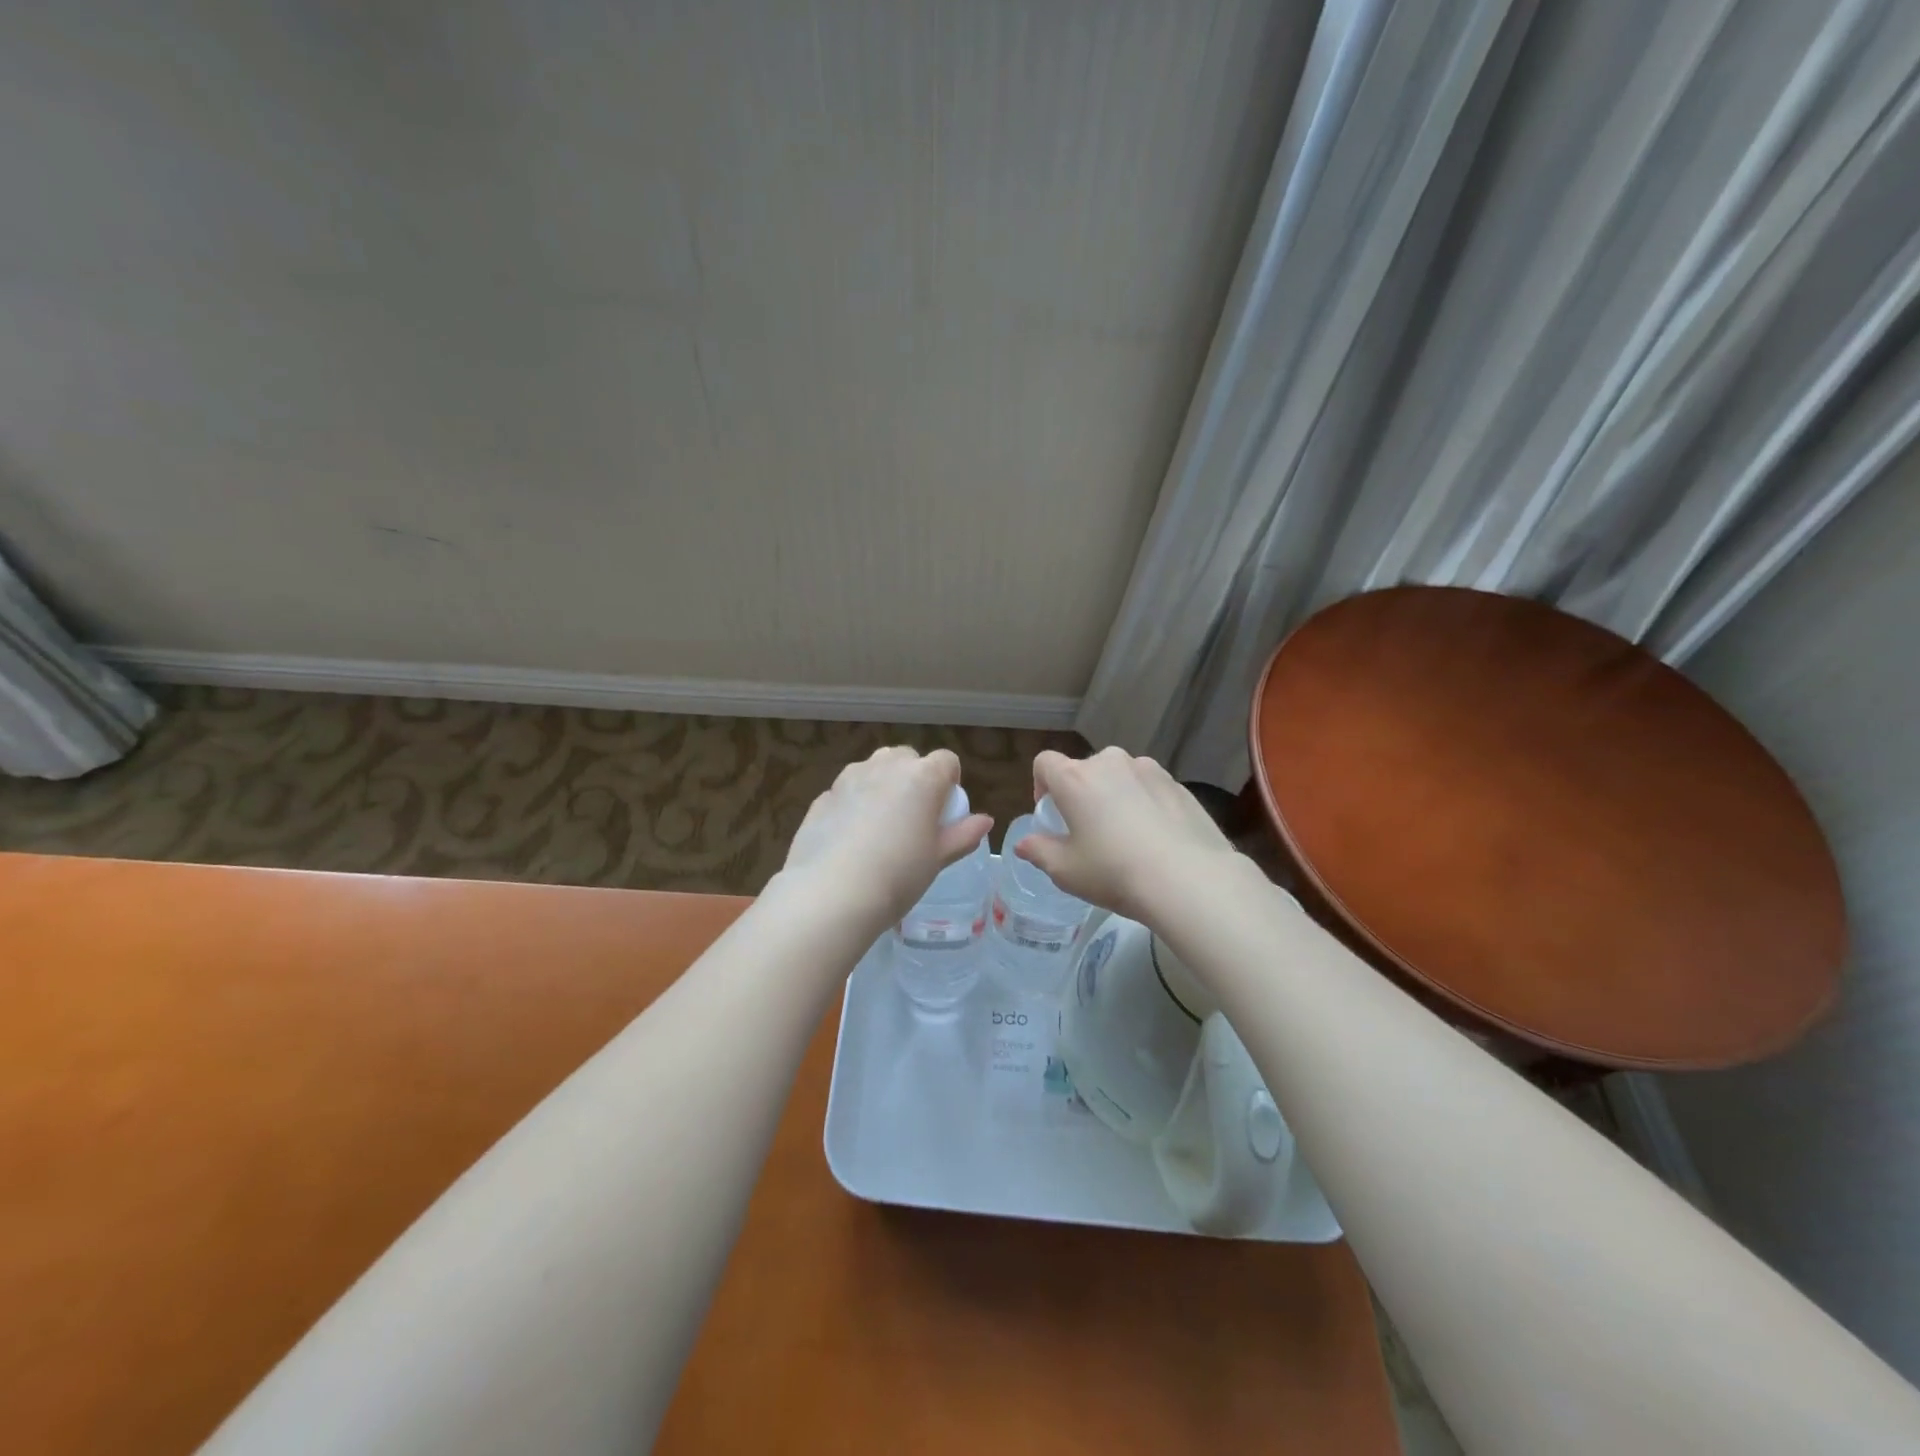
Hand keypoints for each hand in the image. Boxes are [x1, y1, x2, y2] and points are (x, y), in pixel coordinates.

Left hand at [780, 746, 993, 929]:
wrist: (831, 895)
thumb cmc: (898, 876)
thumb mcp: (937, 859)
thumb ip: (963, 835)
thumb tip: (985, 820)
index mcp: (922, 777)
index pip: (946, 760)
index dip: (949, 781)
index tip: (944, 810)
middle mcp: (885, 766)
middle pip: (907, 758)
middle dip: (914, 778)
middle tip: (913, 817)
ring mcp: (849, 777)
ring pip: (873, 769)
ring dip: (882, 785)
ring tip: (880, 826)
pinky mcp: (823, 796)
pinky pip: (847, 791)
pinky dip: (853, 804)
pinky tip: (850, 840)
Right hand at [1016, 747, 1241, 921]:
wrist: (1189, 879)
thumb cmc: (1114, 872)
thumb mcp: (1066, 871)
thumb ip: (1039, 851)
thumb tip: (1024, 844)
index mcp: (1075, 778)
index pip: (1045, 763)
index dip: (1041, 785)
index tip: (1052, 815)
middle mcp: (1110, 763)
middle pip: (1085, 769)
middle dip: (1081, 793)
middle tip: (1089, 831)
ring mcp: (1149, 769)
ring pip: (1120, 776)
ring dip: (1115, 795)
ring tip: (1127, 835)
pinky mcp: (1179, 784)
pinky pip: (1150, 788)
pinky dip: (1146, 804)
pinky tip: (1157, 839)